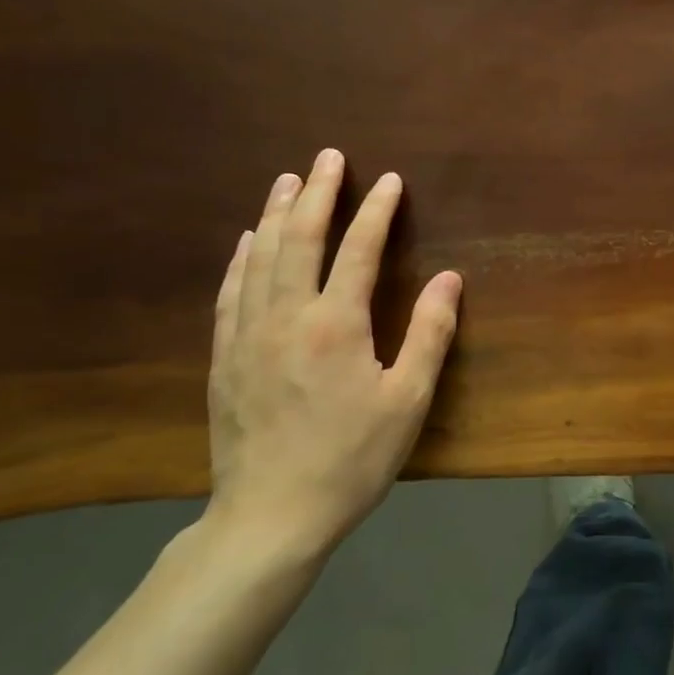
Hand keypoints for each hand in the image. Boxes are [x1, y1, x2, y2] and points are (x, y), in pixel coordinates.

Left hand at [205, 150, 461, 557]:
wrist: (270, 517)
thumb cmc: (351, 458)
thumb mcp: (408, 400)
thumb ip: (430, 333)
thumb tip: (449, 277)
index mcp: (335, 325)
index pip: (358, 250)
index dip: (375, 210)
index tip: (388, 180)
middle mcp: (286, 317)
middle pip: (299, 240)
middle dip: (317, 193)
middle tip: (328, 157)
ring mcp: (248, 336)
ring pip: (260, 258)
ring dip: (275, 214)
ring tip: (287, 180)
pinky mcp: (225, 359)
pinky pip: (231, 293)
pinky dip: (241, 259)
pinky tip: (246, 242)